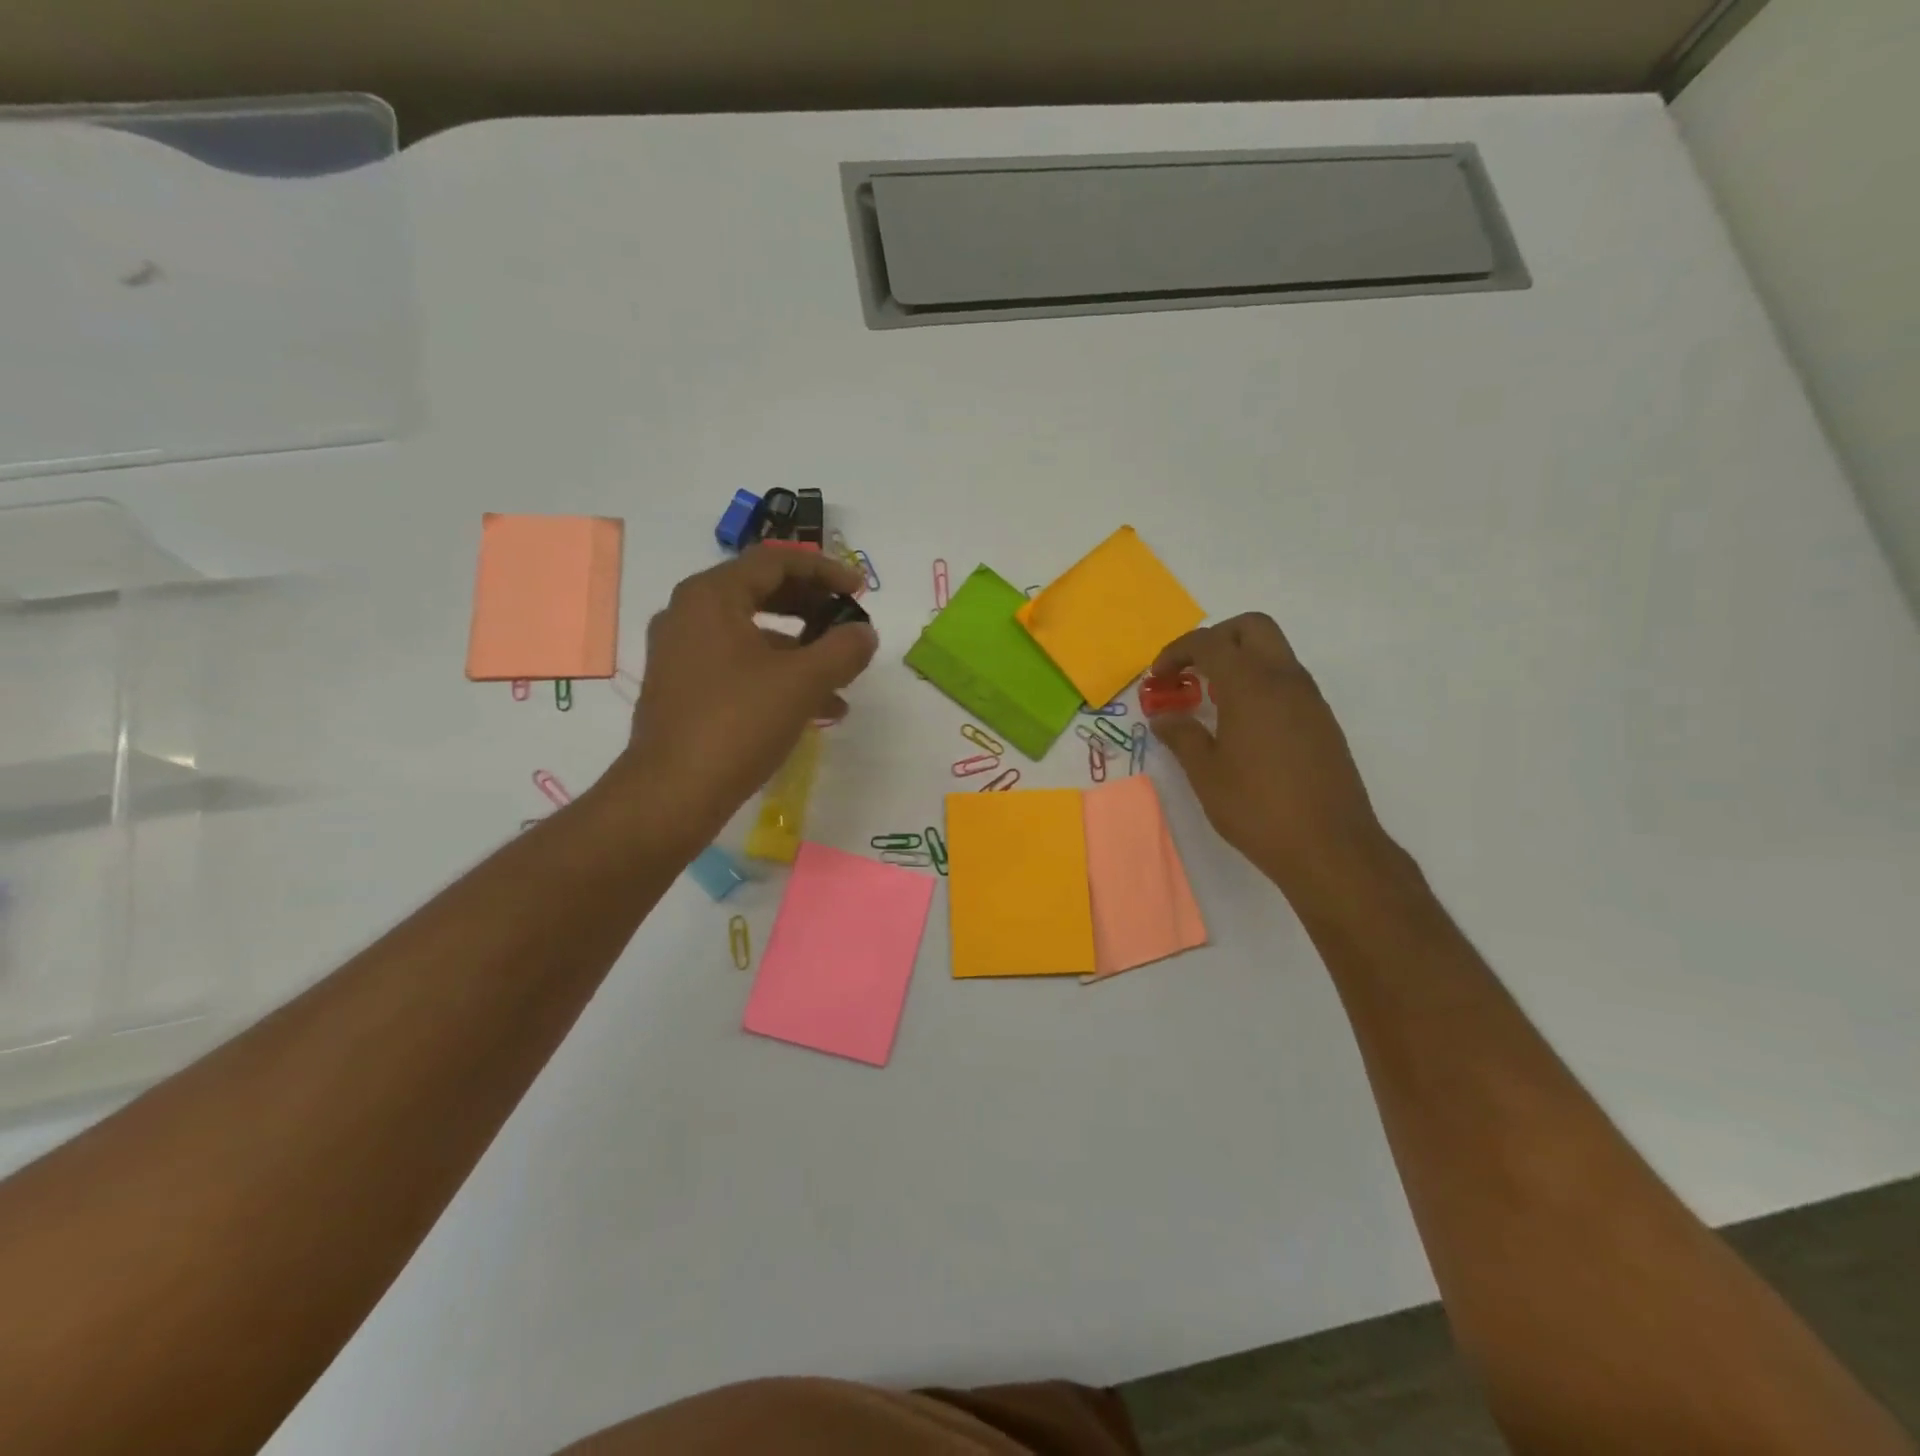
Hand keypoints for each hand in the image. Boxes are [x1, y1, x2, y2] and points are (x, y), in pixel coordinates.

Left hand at [615, 548, 878, 841]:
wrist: (672, 793)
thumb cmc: (737, 723)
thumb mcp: (803, 682)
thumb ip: (843, 649)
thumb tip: (865, 633)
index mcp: (711, 596)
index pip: (775, 561)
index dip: (825, 570)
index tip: (860, 589)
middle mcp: (689, 614)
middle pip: (762, 592)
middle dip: (813, 607)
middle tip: (848, 623)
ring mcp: (682, 654)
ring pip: (754, 634)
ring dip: (802, 648)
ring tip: (842, 675)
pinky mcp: (684, 689)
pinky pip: (740, 665)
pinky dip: (778, 675)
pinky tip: (817, 708)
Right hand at [1150, 613, 1390, 897]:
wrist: (1330, 846)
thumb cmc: (1257, 808)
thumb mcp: (1206, 774)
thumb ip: (1182, 737)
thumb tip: (1163, 718)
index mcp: (1251, 685)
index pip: (1209, 643)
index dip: (1177, 652)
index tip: (1157, 677)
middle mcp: (1285, 680)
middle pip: (1251, 628)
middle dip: (1215, 638)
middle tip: (1190, 670)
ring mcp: (1309, 699)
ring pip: (1274, 652)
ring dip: (1239, 660)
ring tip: (1210, 699)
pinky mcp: (1322, 721)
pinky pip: (1286, 680)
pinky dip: (1258, 683)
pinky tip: (1241, 724)